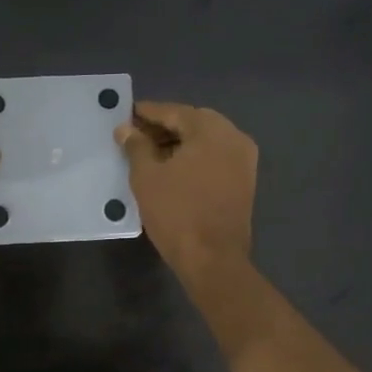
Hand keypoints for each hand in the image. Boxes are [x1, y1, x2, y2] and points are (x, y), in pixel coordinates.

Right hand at [116, 100, 257, 277]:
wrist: (213, 259)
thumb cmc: (176, 213)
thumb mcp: (147, 176)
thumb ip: (136, 146)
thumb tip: (126, 129)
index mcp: (211, 130)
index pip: (174, 112)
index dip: (148, 112)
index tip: (127, 113)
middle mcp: (234, 137)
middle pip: (193, 122)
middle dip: (164, 126)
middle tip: (136, 134)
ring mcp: (244, 159)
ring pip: (206, 140)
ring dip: (179, 142)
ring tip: (149, 153)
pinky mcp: (244, 180)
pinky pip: (215, 157)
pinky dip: (194, 156)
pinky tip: (172, 168)